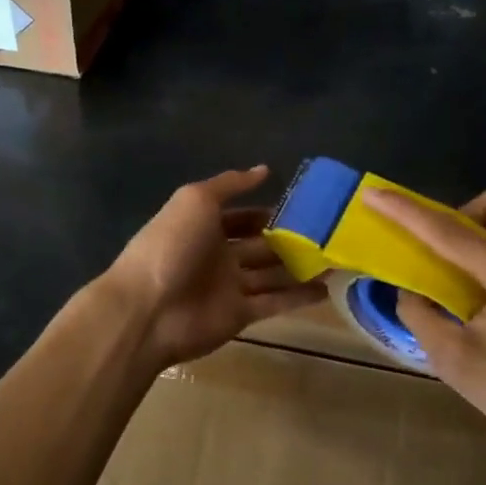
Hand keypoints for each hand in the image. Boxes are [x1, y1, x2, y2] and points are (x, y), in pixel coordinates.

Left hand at [108, 166, 327, 369]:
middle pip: (260, 246)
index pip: (243, 217)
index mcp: (205, 226)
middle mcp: (218, 255)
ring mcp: (229, 287)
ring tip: (338, 259)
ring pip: (273, 274)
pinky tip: (327, 289)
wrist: (148, 309)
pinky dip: (299, 297)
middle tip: (329, 234)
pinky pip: (275, 303)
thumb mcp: (196, 200)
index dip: (268, 212)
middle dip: (290, 240)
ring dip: (301, 268)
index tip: (304, 208)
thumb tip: (264, 169)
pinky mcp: (240, 315)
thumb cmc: (171, 245)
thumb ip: (231, 184)